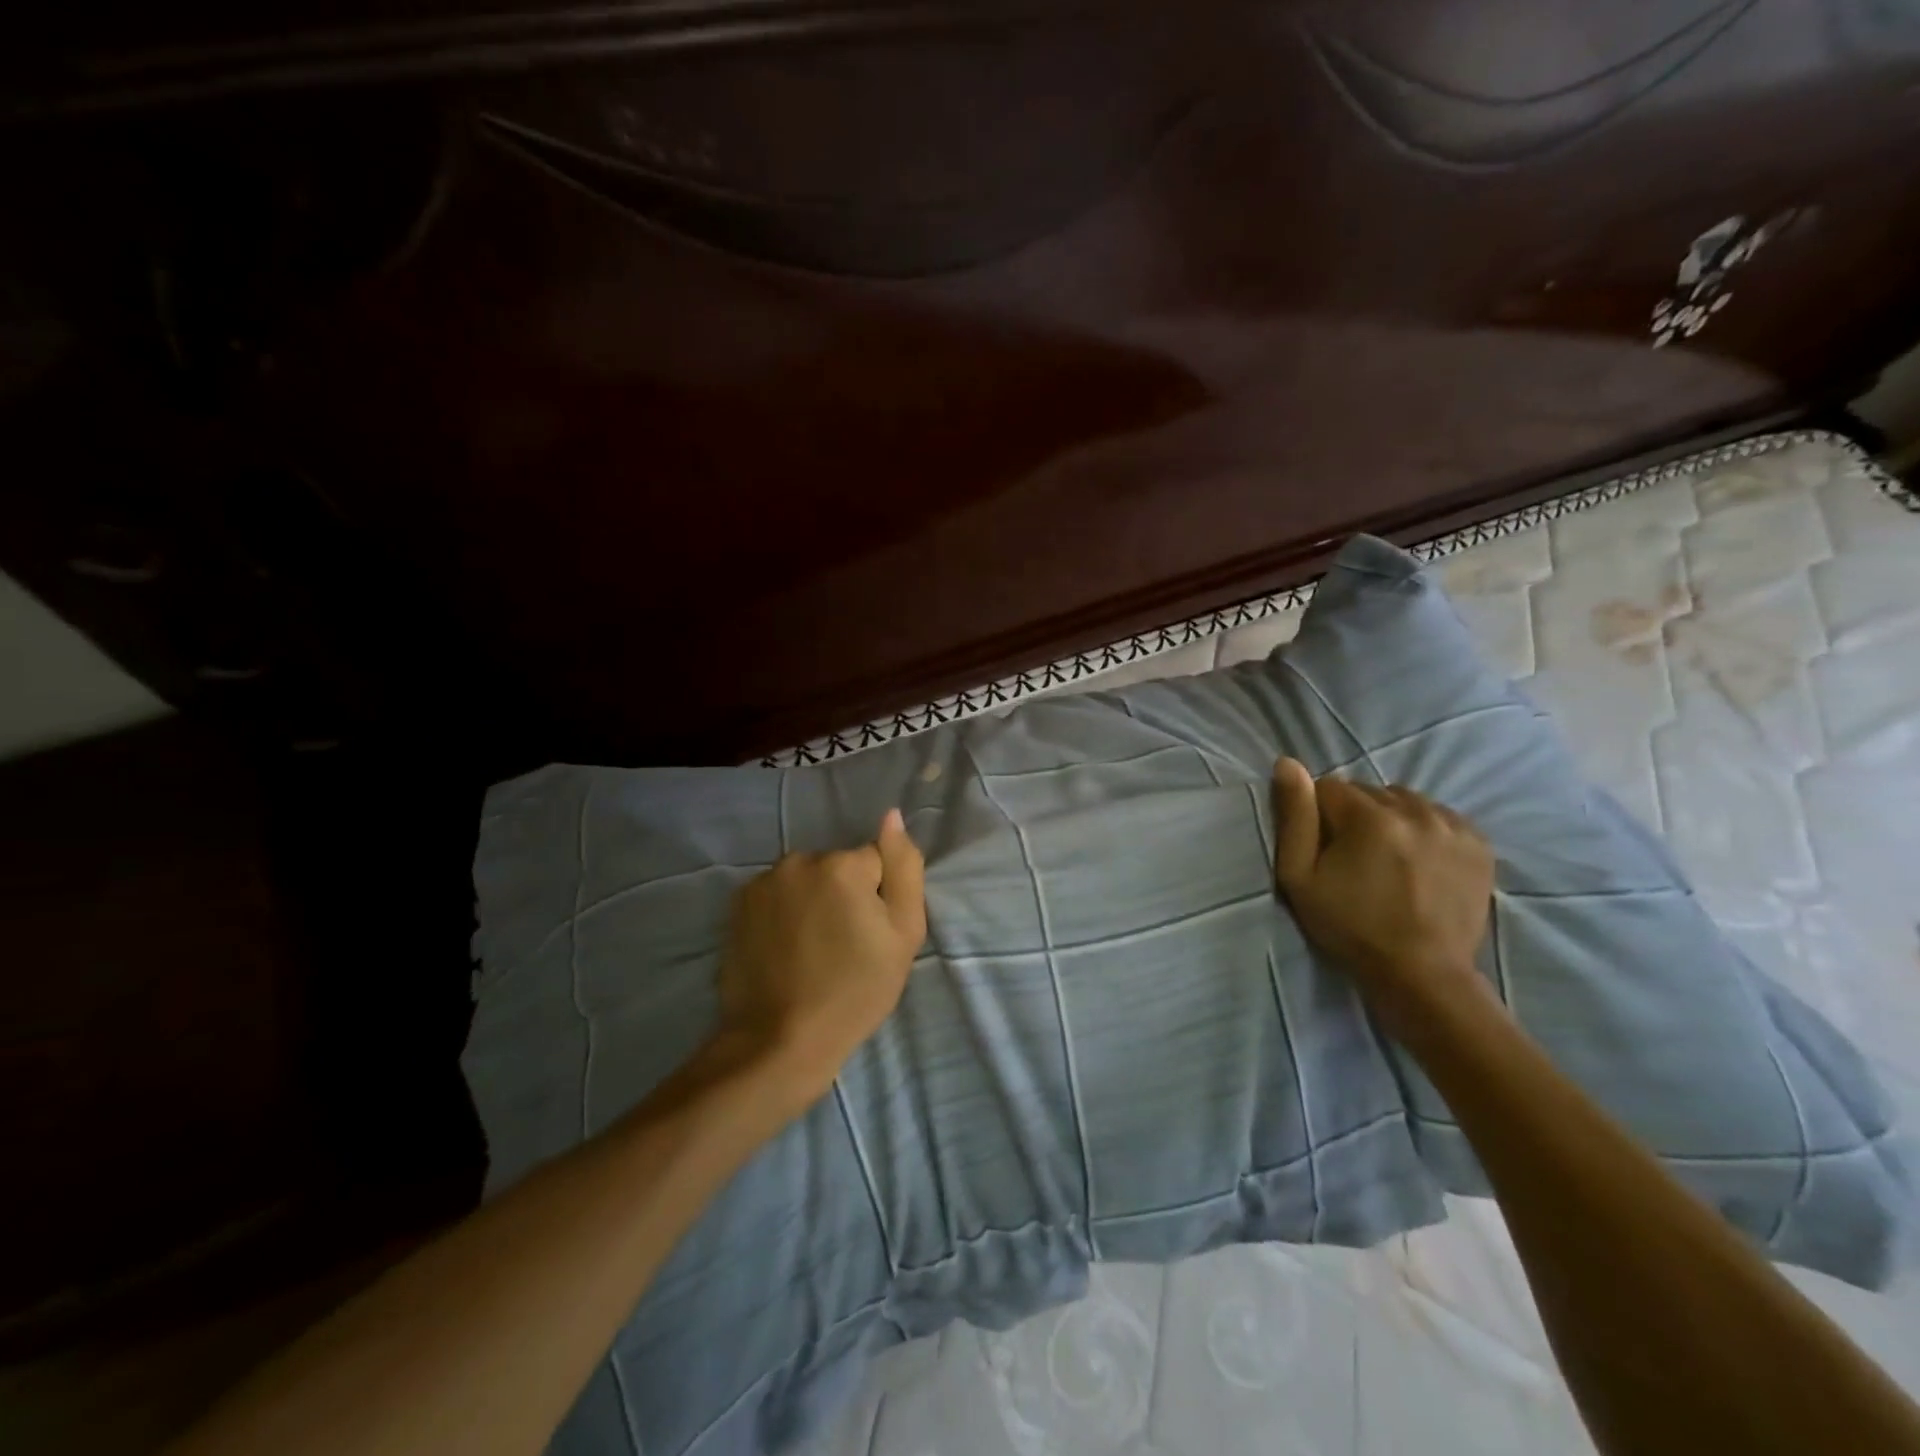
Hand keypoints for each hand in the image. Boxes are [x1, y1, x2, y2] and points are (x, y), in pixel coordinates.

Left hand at [716, 808, 926, 1106]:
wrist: (779, 1040)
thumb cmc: (854, 992)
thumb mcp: (903, 935)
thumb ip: (903, 868)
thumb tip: (891, 815)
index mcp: (842, 865)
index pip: (877, 862)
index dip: (879, 899)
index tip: (870, 936)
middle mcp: (799, 861)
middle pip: (839, 868)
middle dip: (845, 895)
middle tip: (844, 947)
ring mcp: (763, 881)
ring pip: (807, 881)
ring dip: (813, 902)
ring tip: (812, 951)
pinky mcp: (738, 904)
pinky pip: (778, 896)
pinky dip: (785, 914)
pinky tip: (786, 950)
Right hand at [1271, 758, 1498, 1037]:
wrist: (1422, 975)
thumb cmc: (1350, 927)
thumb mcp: (1300, 877)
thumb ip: (1294, 817)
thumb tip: (1288, 763)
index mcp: (1369, 817)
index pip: (1328, 788)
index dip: (1318, 817)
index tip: (1324, 851)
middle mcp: (1415, 811)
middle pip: (1368, 792)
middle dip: (1355, 816)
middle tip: (1354, 859)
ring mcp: (1452, 826)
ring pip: (1404, 800)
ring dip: (1390, 819)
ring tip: (1388, 859)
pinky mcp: (1479, 843)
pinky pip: (1438, 815)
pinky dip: (1424, 829)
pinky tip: (1418, 861)